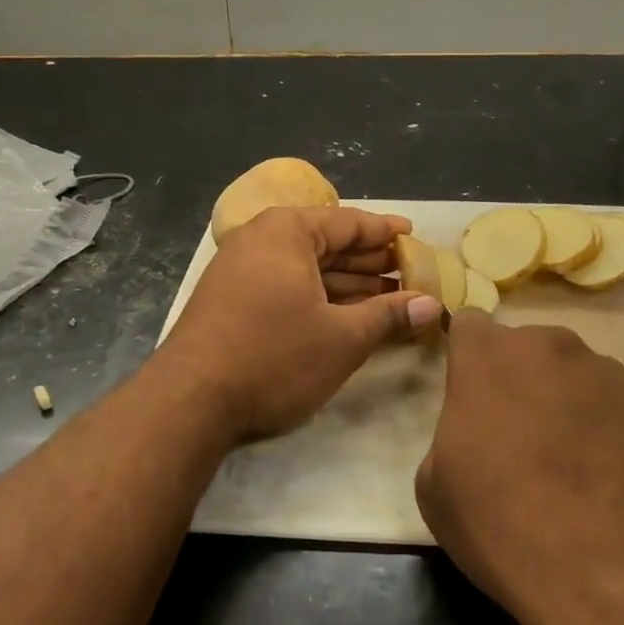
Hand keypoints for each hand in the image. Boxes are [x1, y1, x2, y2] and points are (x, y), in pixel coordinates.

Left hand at [158, 205, 443, 439]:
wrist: (190, 402)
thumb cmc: (274, 357)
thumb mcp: (342, 338)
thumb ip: (389, 315)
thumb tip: (433, 305)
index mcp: (287, 232)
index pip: (349, 222)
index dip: (386, 232)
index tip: (414, 237)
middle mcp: (261, 240)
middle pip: (328, 243)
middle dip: (370, 261)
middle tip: (411, 273)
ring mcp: (241, 270)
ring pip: (308, 269)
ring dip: (349, 283)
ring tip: (390, 297)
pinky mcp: (232, 301)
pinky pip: (288, 287)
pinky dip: (320, 298)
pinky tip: (348, 315)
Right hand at [416, 312, 623, 624]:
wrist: (615, 573)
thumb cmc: (503, 523)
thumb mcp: (434, 487)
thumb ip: (450, 435)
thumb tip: (477, 436)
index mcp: (488, 354)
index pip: (469, 324)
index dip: (465, 356)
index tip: (466, 393)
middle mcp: (549, 346)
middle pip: (523, 349)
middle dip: (513, 380)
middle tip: (511, 437)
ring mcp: (606, 374)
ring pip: (568, 376)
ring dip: (559, 402)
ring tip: (564, 465)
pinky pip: (608, 406)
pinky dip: (599, 429)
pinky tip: (600, 481)